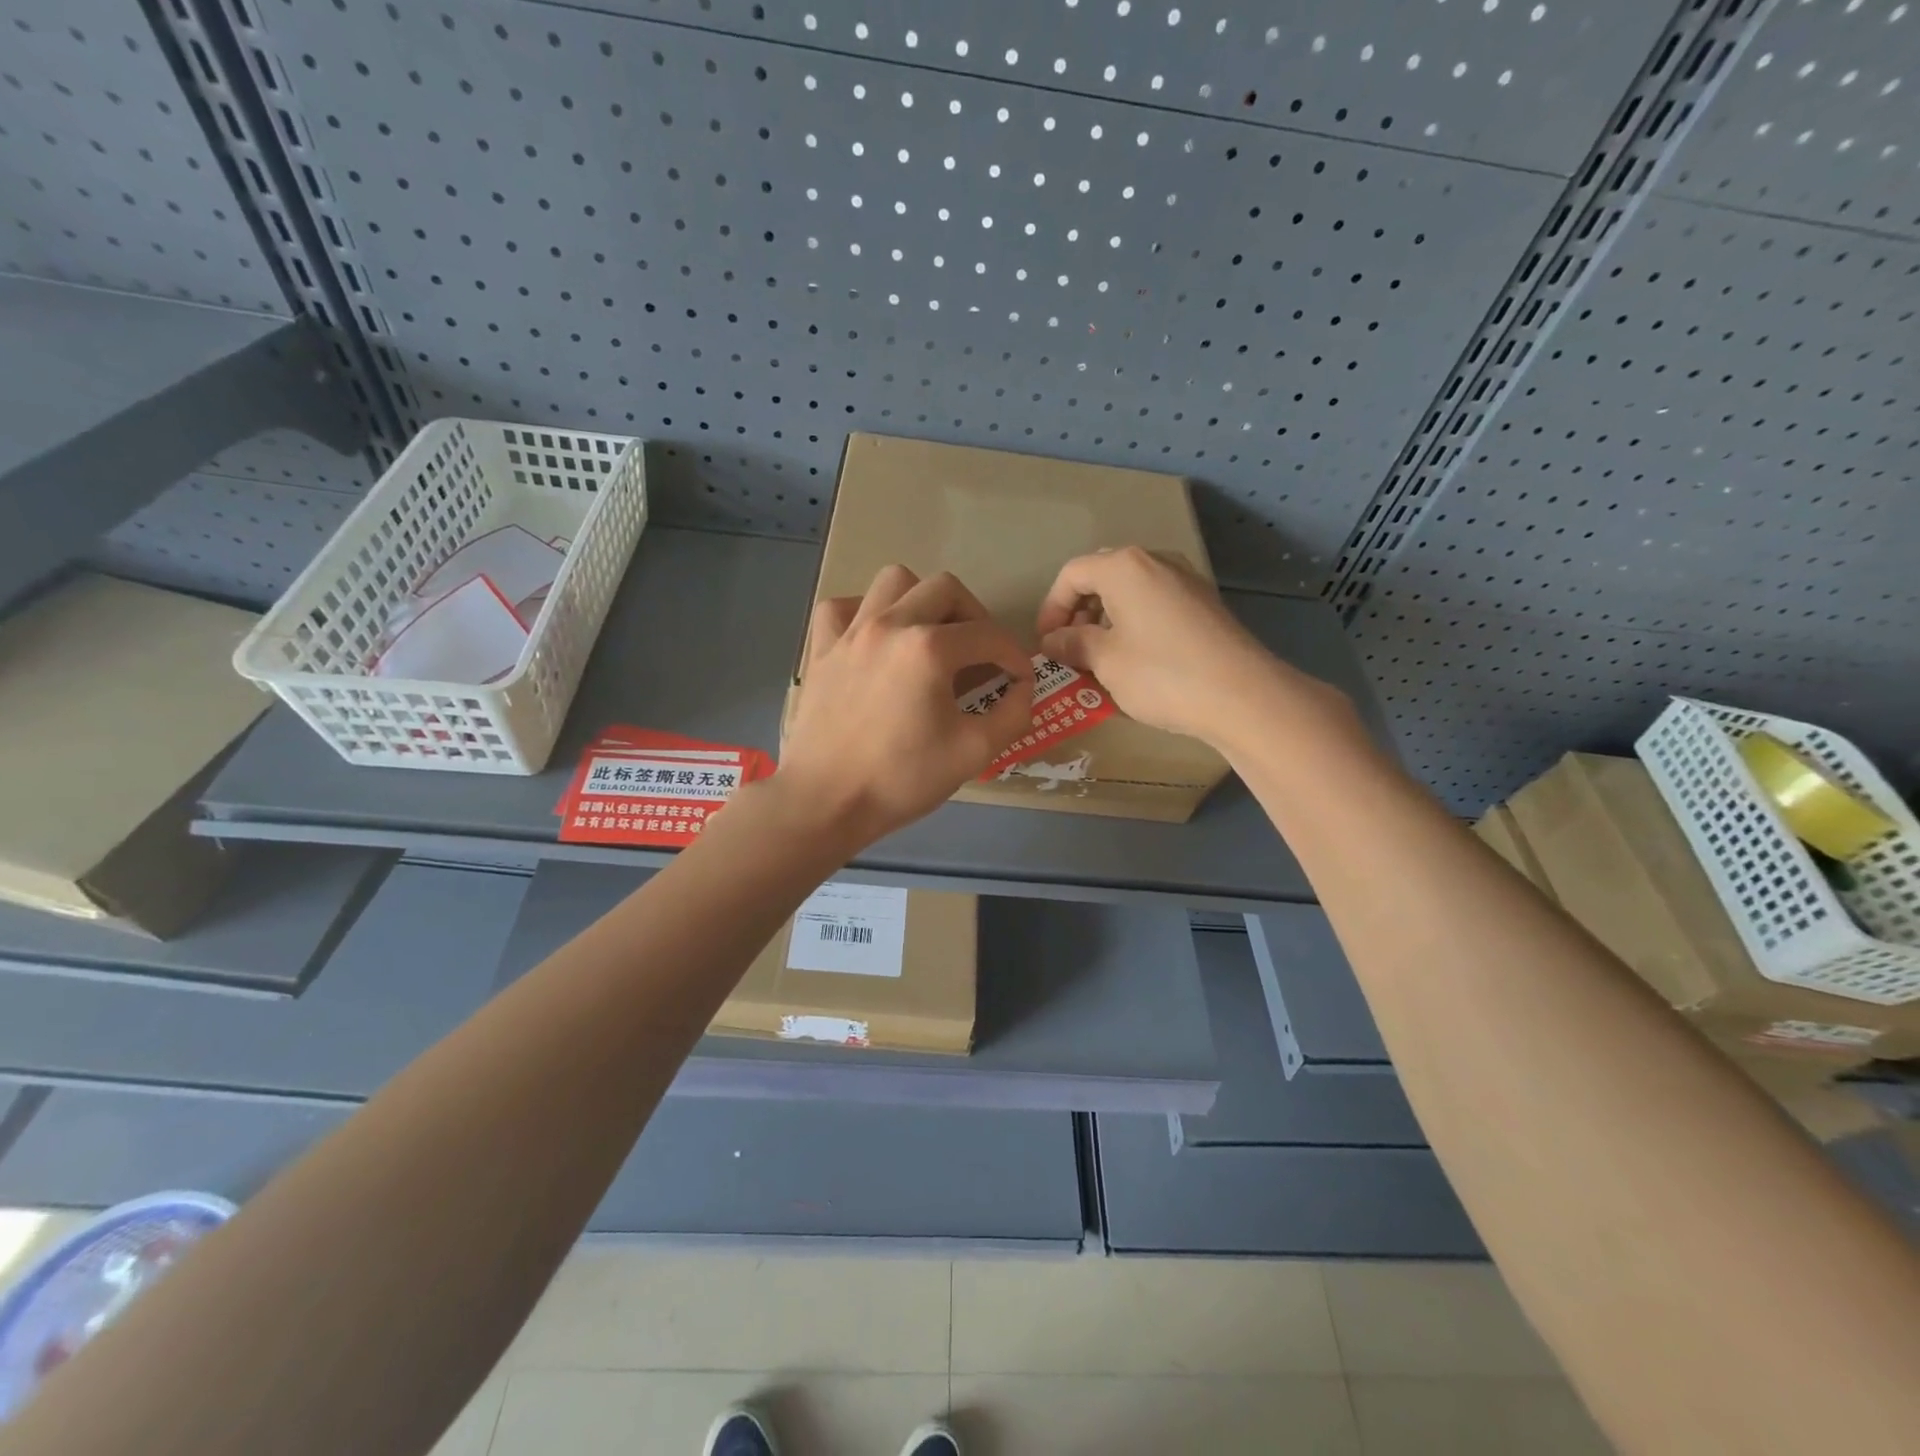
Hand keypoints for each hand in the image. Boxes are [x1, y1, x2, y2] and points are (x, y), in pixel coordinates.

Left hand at [779, 566, 1032, 845]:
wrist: (825, 801)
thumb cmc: (901, 779)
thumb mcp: (974, 753)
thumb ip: (1012, 715)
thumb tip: (1022, 689)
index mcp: (929, 648)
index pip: (988, 635)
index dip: (1014, 656)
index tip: (1019, 680)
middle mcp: (889, 624)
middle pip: (945, 589)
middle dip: (974, 616)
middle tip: (980, 653)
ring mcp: (850, 632)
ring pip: (894, 581)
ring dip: (921, 600)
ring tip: (930, 636)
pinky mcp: (822, 648)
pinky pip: (844, 606)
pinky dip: (865, 612)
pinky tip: (876, 640)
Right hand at [1036, 547, 1347, 749]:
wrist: (1242, 696)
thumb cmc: (1161, 673)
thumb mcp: (1105, 661)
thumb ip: (1073, 643)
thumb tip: (1053, 640)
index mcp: (1124, 567)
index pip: (1073, 574)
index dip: (1051, 608)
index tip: (1046, 643)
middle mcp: (1156, 562)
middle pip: (1103, 577)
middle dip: (1079, 611)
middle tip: (1070, 647)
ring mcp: (1186, 581)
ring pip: (1131, 591)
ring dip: (1106, 619)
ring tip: (1099, 658)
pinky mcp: (1205, 605)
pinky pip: (1156, 605)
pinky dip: (1135, 624)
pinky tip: (1135, 660)